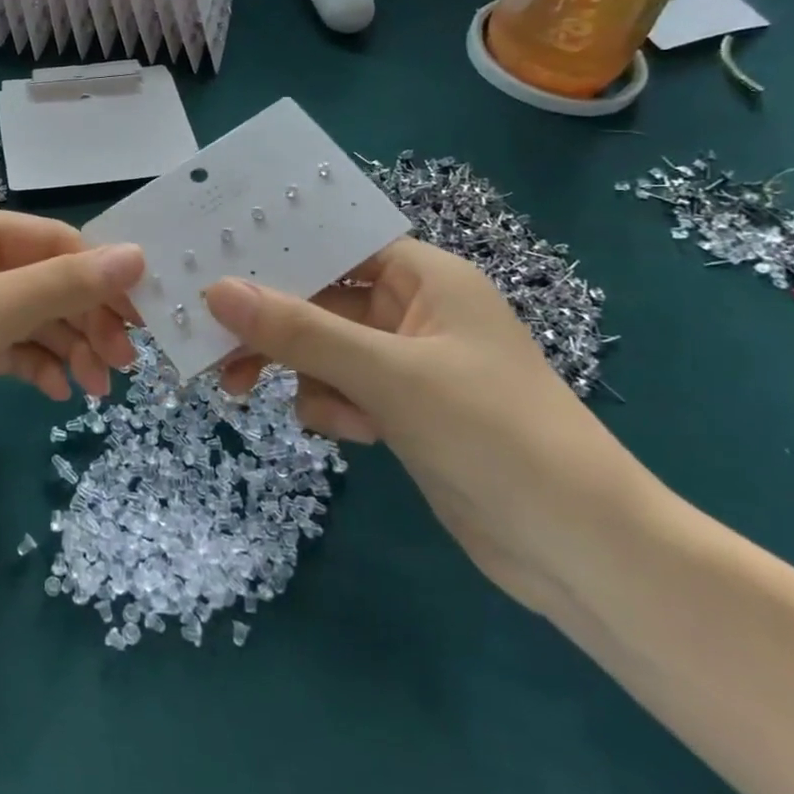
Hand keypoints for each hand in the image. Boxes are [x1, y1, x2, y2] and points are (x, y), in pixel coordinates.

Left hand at [0, 208, 143, 492]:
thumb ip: (63, 285)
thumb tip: (139, 255)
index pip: (53, 242)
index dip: (102, 277)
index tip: (143, 321)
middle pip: (44, 281)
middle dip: (86, 319)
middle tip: (124, 366)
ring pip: (28, 318)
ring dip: (65, 347)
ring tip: (96, 388)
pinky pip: (4, 348)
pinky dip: (33, 365)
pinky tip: (55, 391)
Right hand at [204, 239, 653, 614]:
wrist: (581, 550)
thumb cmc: (492, 433)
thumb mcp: (386, 375)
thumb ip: (298, 331)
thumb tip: (217, 291)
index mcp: (426, 276)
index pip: (337, 242)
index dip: (278, 250)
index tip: (215, 262)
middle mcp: (415, 310)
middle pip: (321, 299)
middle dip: (273, 325)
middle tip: (212, 344)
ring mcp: (410, 364)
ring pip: (323, 348)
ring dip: (299, 371)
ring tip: (250, 392)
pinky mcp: (404, 411)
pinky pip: (342, 389)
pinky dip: (331, 406)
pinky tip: (351, 433)